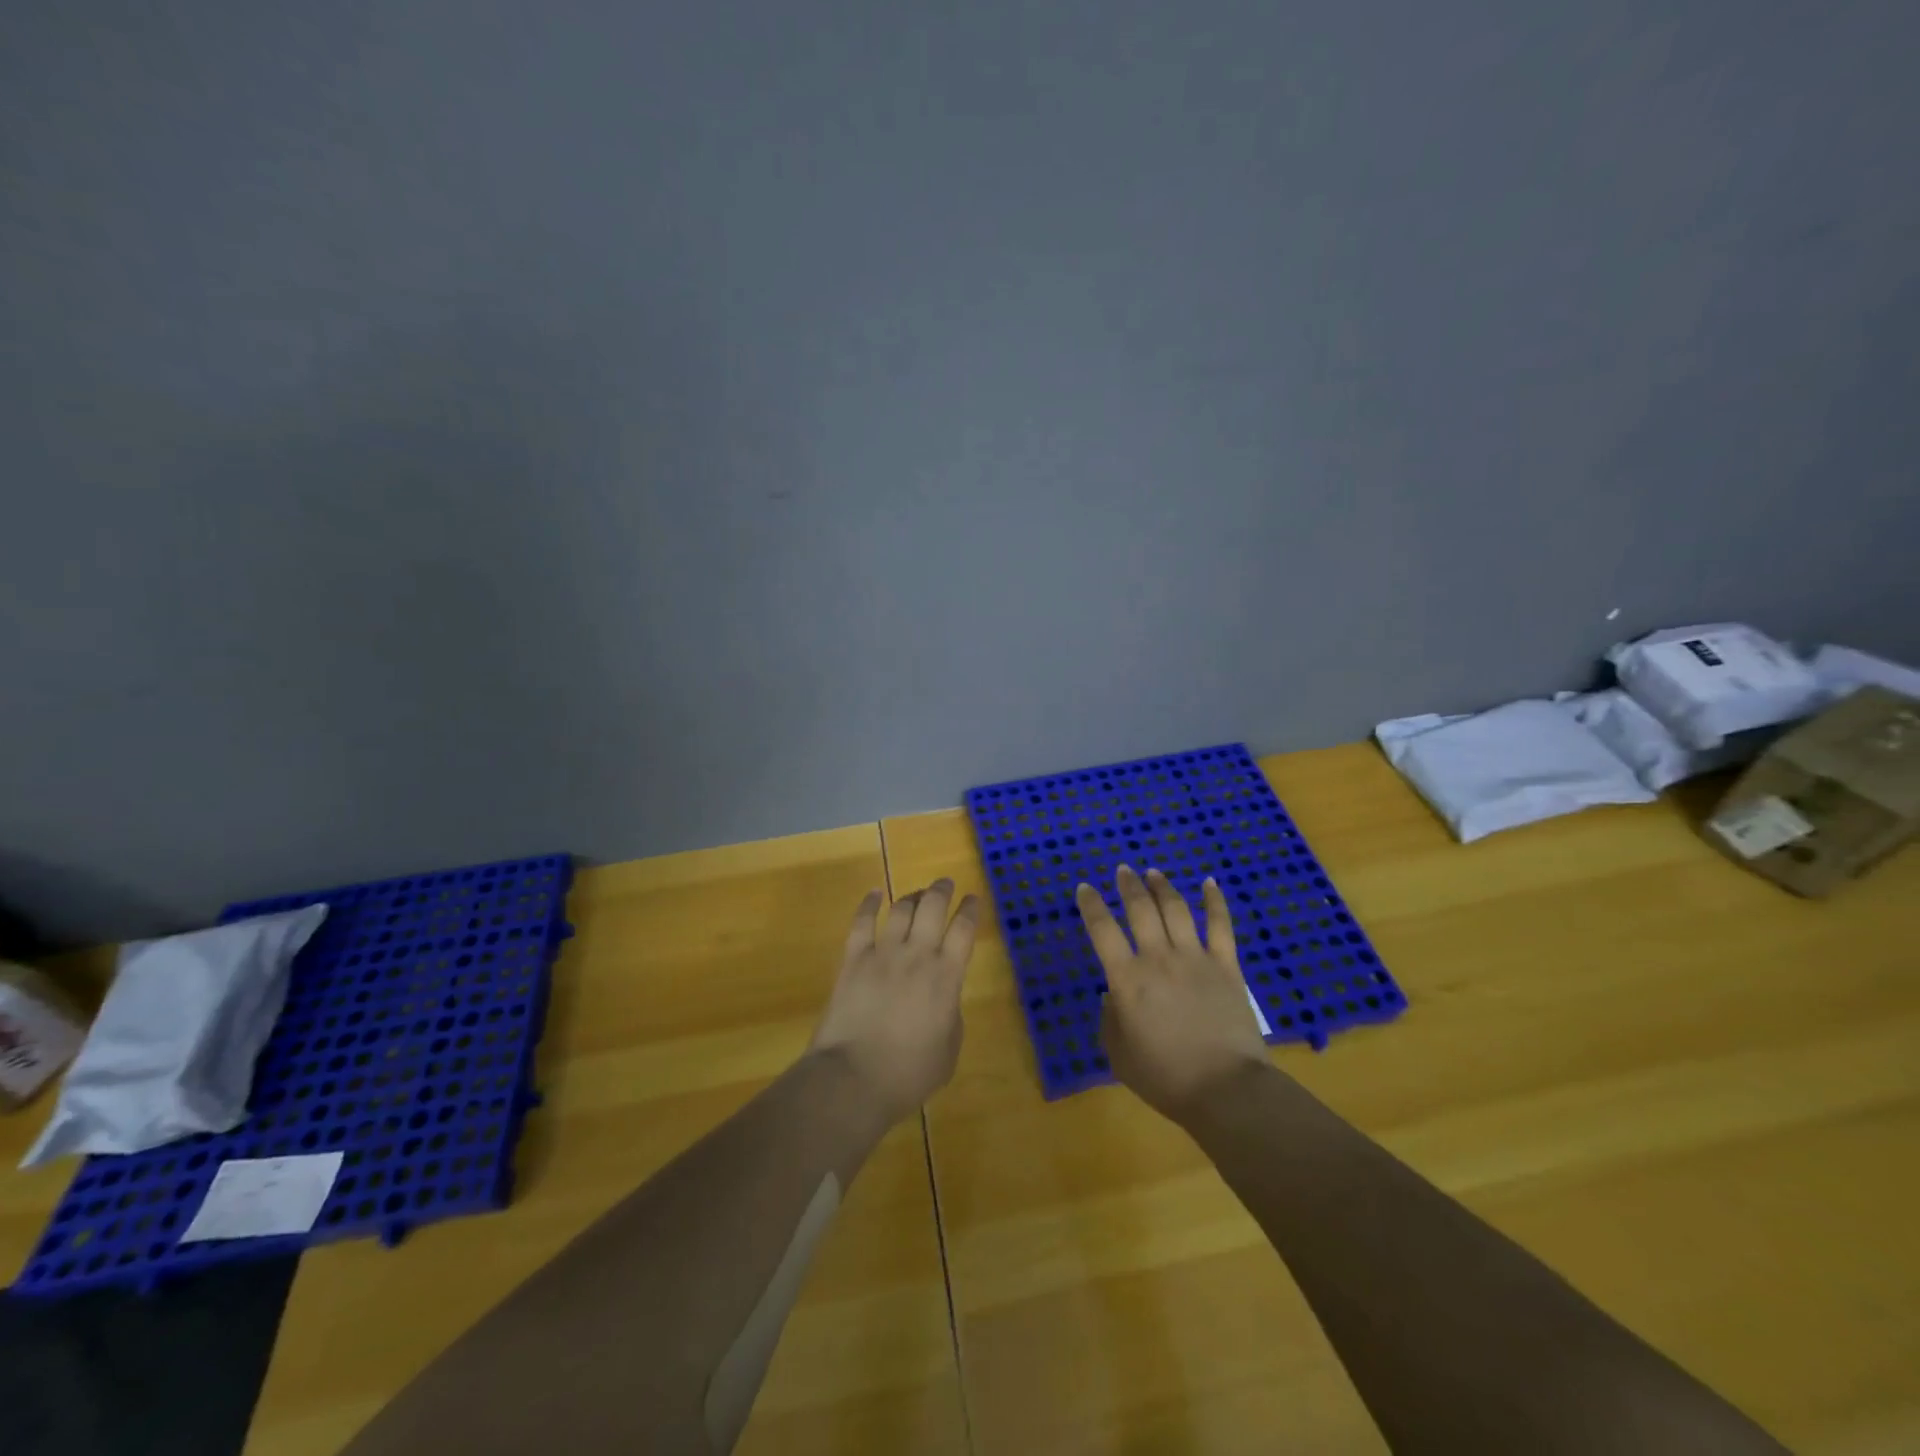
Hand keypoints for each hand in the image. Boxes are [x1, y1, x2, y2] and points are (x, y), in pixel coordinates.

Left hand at [809, 879, 979, 1125]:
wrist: (854, 1078)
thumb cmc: (909, 1073)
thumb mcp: (949, 1050)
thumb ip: (951, 1015)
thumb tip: (943, 998)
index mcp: (947, 977)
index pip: (964, 930)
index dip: (970, 910)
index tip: (973, 899)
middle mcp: (917, 955)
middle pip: (932, 908)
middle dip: (941, 891)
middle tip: (945, 884)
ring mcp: (883, 954)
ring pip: (901, 910)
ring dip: (911, 896)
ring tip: (916, 893)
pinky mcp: (853, 960)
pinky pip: (862, 922)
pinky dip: (869, 904)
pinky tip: (874, 894)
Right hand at [1077, 865, 1271, 1122]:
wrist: (1226, 1089)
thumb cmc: (1165, 1077)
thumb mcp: (1119, 1054)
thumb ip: (1110, 1020)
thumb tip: (1113, 996)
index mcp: (1127, 979)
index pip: (1102, 930)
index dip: (1091, 905)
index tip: (1084, 889)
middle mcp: (1158, 958)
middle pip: (1140, 909)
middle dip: (1128, 885)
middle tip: (1122, 870)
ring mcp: (1195, 958)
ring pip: (1176, 909)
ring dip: (1162, 887)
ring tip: (1153, 872)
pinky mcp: (1227, 966)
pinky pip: (1220, 925)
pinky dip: (1214, 901)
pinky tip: (1209, 883)